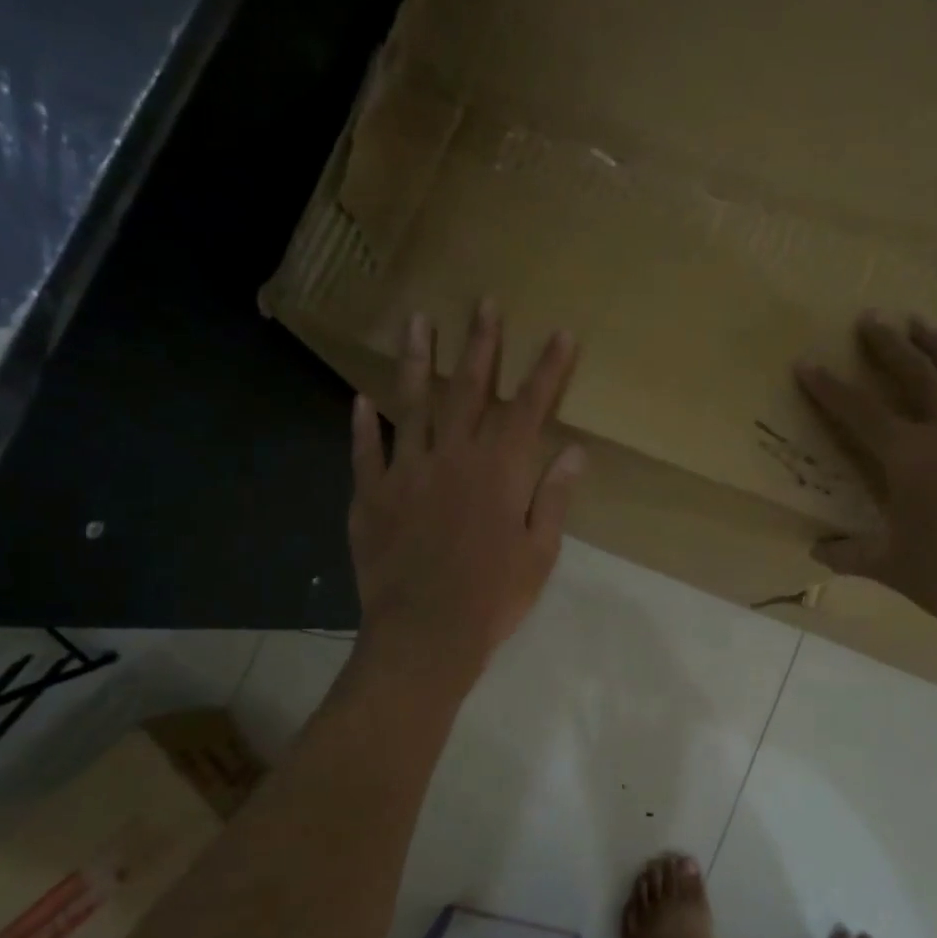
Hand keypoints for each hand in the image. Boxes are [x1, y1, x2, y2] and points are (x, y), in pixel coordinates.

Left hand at [349, 302, 584, 687]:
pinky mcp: (371, 495)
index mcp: (500, 472)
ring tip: (417, 321)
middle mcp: (453, 458)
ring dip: (418, 361)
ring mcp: (407, 473)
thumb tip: (575, 451)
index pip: (529, 408)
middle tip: (483, 303)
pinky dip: (363, 425)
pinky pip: (366, 451)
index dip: (547, 370)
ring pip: (413, 405)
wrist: (426, 634)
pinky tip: (361, 399)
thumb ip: (553, 497)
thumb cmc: (493, 597)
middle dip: (481, 345)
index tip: (560, 334)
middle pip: (469, 391)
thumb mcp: (539, 552)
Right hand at [795, 312, 936, 654]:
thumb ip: (851, 554)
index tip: (808, 363)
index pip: (859, 412)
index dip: (829, 388)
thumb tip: (817, 552)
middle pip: (917, 374)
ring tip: (926, 325)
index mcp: (909, 456)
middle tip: (872, 319)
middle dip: (889, 345)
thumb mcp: (891, 567)